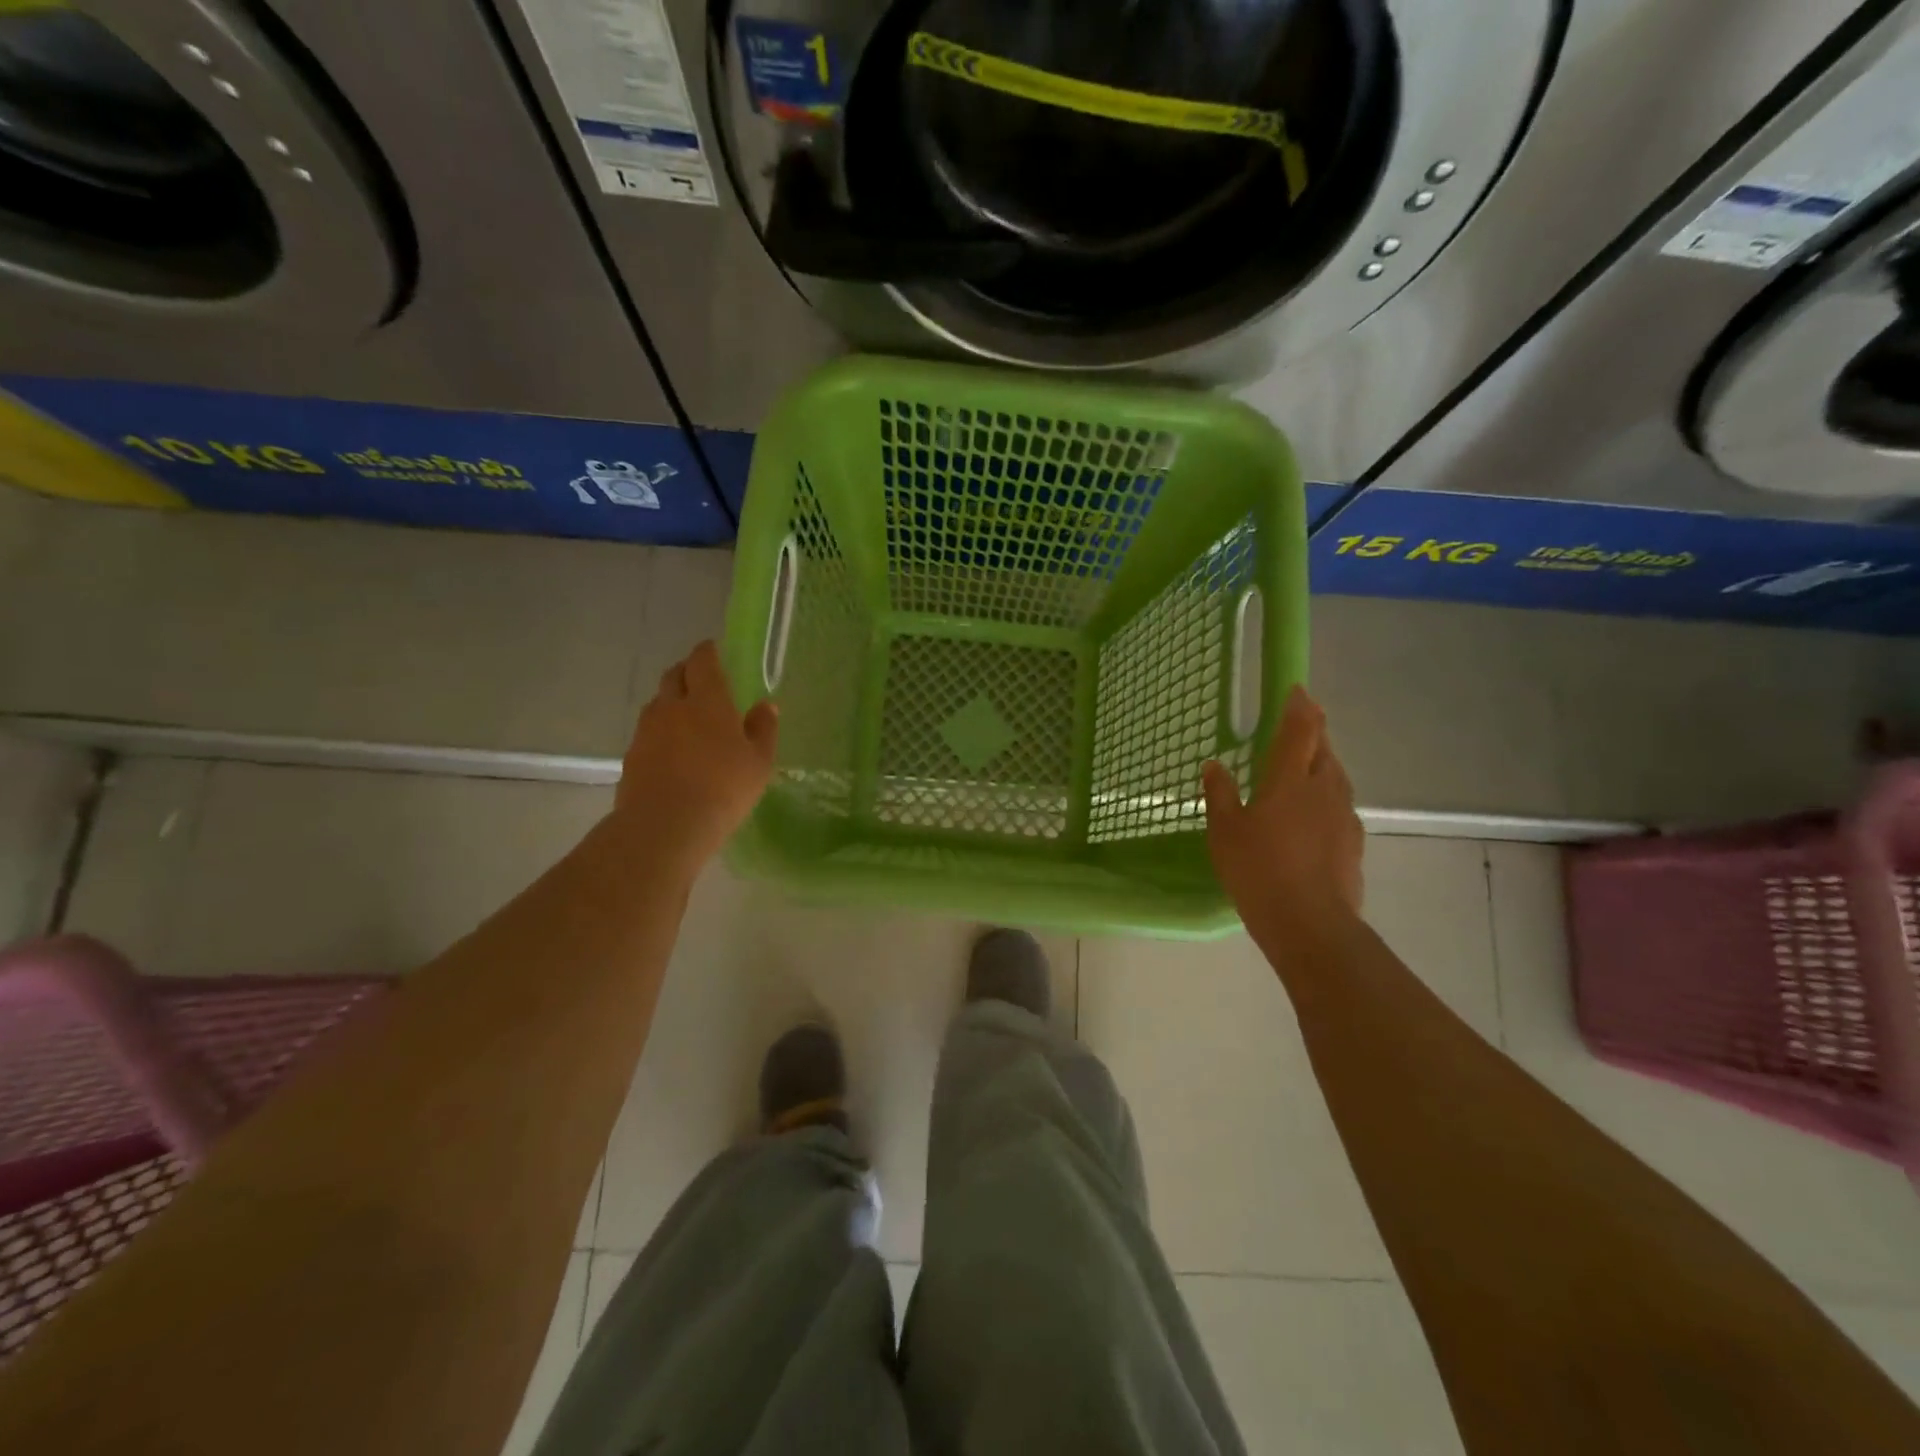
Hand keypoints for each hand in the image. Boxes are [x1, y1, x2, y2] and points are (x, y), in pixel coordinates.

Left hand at [614, 640, 778, 870]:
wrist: (665, 826)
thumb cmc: (724, 789)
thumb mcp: (759, 762)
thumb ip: (763, 729)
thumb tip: (766, 705)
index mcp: (708, 701)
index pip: (702, 662)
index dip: (707, 652)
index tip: (713, 649)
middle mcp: (672, 707)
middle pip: (673, 676)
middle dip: (686, 670)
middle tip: (700, 677)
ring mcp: (647, 731)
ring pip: (657, 703)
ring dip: (671, 700)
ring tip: (686, 715)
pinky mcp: (632, 755)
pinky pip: (647, 731)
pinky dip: (660, 730)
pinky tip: (672, 749)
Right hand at [1202, 686, 1363, 939]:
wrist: (1310, 923)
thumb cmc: (1258, 870)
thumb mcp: (1225, 831)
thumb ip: (1220, 794)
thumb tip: (1214, 764)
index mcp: (1291, 779)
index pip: (1302, 729)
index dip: (1300, 706)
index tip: (1297, 690)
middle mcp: (1324, 789)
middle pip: (1325, 749)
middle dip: (1313, 733)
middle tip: (1298, 727)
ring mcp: (1344, 817)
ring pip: (1336, 777)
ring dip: (1323, 764)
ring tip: (1305, 770)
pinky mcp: (1354, 843)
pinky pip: (1340, 807)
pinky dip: (1326, 799)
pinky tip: (1313, 817)